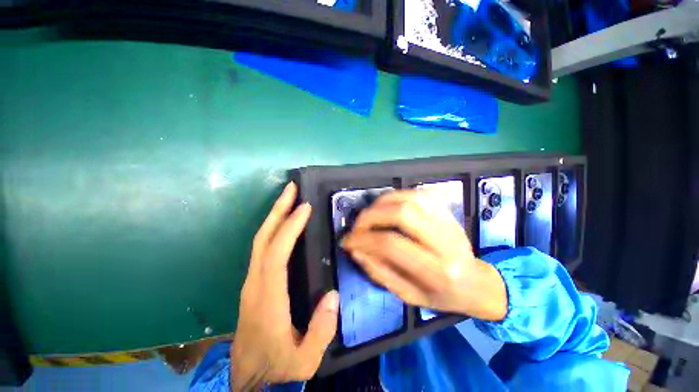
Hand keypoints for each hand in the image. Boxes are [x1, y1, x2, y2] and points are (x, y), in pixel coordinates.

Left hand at [231, 182, 338, 389]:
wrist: (248, 378)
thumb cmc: (276, 367)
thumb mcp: (304, 360)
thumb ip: (320, 331)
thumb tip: (332, 296)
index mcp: (267, 299)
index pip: (276, 254)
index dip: (290, 228)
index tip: (305, 208)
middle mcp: (255, 283)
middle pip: (263, 238)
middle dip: (277, 210)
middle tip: (291, 188)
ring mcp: (251, 281)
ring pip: (260, 240)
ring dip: (274, 216)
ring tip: (289, 198)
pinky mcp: (253, 281)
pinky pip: (262, 247)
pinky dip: (273, 228)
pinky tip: (284, 222)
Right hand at [342, 190, 506, 320]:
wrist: (477, 283)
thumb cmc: (441, 295)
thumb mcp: (407, 296)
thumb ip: (379, 272)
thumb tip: (355, 249)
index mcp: (437, 270)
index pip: (392, 244)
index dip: (363, 239)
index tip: (347, 241)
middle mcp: (445, 241)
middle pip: (402, 213)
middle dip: (371, 216)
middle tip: (357, 225)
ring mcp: (449, 221)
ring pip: (410, 197)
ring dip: (382, 202)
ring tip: (370, 214)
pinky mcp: (447, 211)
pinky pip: (419, 193)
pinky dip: (397, 196)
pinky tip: (387, 206)